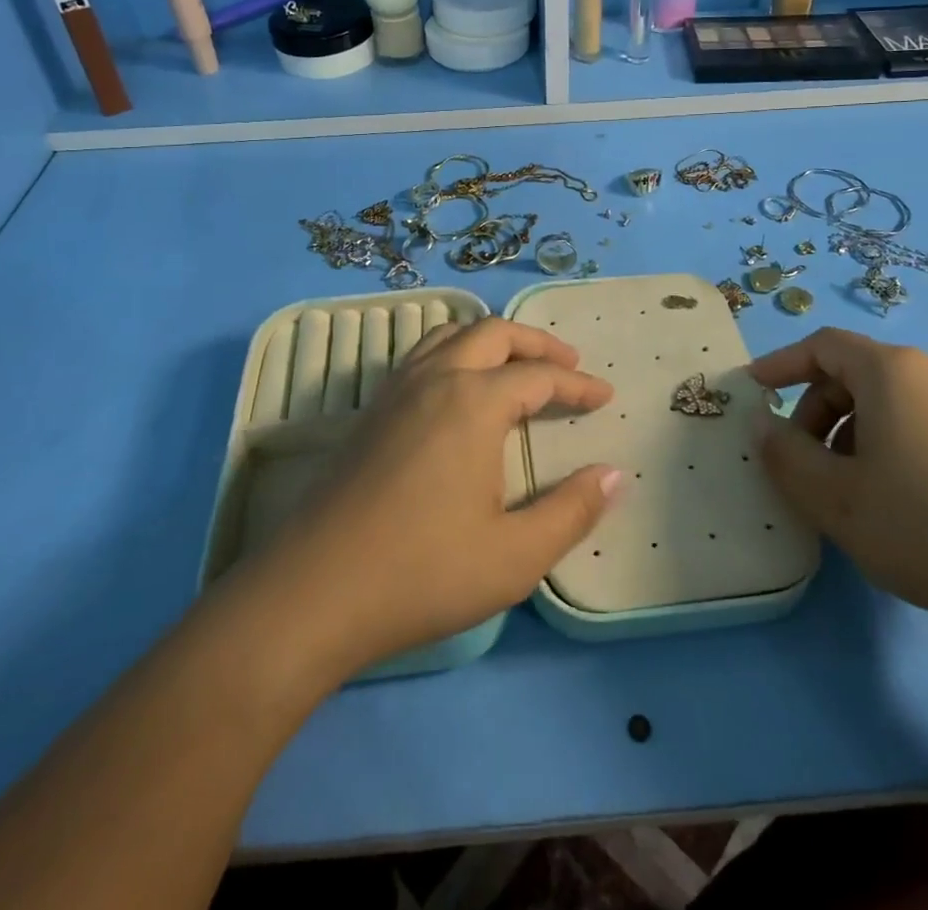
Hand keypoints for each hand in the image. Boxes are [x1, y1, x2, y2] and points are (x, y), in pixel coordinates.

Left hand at [244, 318, 622, 678]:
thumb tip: (616, 474)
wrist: (312, 593)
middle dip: (537, 343)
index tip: (605, 396)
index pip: (539, 377)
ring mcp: (395, 391)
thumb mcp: (515, 556)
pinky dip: (454, 352)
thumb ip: (572, 511)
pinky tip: (458, 390)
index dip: (578, 384)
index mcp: (474, 402)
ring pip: (450, 335)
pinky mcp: (370, 412)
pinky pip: (421, 355)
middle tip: (569, 362)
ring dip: (491, 340)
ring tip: (515, 364)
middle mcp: (435, 379)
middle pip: (493, 334)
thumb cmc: (422, 573)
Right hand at [750, 328, 927, 635]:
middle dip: (817, 411)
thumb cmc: (927, 525)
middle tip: (802, 462)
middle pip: (857, 375)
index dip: (781, 363)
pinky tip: (901, 505)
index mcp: (892, 372)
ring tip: (849, 492)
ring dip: (853, 434)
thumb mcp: (835, 498)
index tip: (753, 389)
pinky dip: (893, 448)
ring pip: (893, 405)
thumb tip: (763, 423)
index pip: (823, 346)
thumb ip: (785, 455)